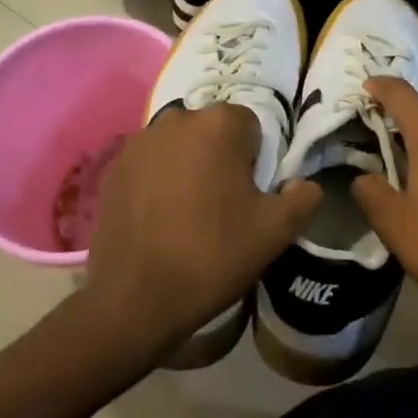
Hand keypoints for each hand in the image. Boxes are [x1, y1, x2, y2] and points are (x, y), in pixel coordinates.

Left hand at [83, 104, 319, 358]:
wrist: (136, 298)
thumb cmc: (213, 254)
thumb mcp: (275, 232)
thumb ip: (302, 198)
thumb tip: (305, 185)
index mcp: (219, 123)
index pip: (250, 126)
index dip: (255, 160)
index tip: (250, 194)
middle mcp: (177, 118)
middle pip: (211, 131)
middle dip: (219, 157)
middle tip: (222, 204)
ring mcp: (139, 141)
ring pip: (178, 145)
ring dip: (186, 165)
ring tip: (187, 212)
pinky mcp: (112, 167)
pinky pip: (148, 164)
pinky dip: (156, 180)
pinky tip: (157, 218)